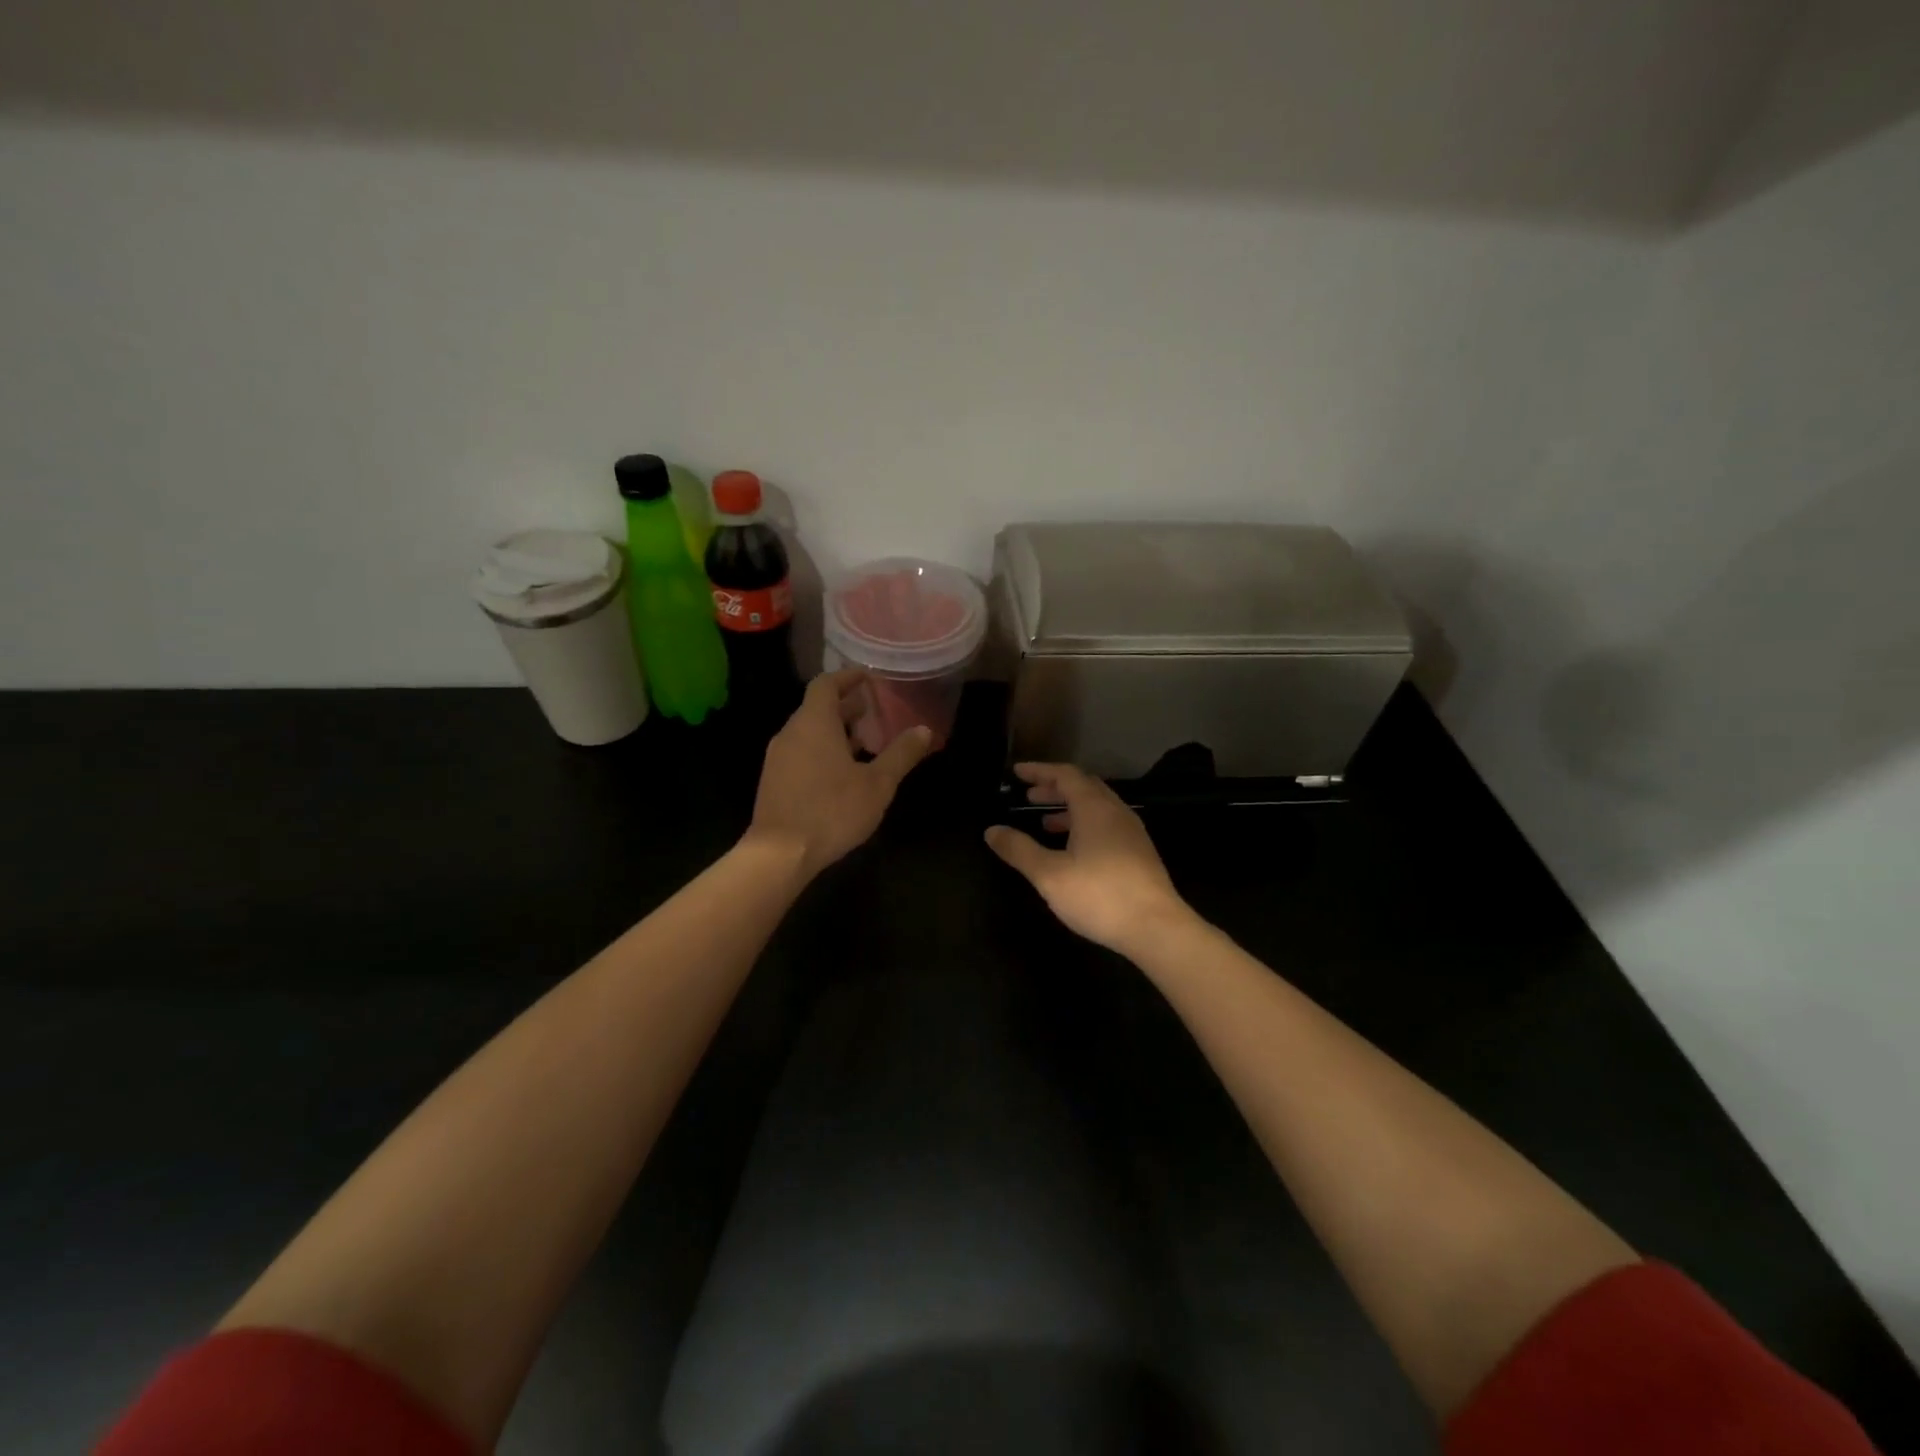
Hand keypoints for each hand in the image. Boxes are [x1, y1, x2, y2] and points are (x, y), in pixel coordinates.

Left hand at [745, 668, 934, 878]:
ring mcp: (778, 757)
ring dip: (834, 730)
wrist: (780, 853)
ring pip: (808, 731)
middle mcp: (791, 733)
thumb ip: (901, 754)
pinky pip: (800, 752)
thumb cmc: (832, 810)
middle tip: (872, 711)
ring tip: (862, 742)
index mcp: (814, 723)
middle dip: (845, 706)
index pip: (826, 684)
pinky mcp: (773, 780)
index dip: (847, 677)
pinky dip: (821, 749)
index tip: (868, 678)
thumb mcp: (878, 783)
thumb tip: (924, 730)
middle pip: (816, 707)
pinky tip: (841, 773)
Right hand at [984, 762, 1191, 953]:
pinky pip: (1107, 825)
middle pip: (1083, 787)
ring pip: (1097, 808)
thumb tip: (992, 830)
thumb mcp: (1050, 875)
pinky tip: (1073, 850)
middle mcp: (1116, 812)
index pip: (1066, 775)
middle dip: (1054, 788)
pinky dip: (1084, 826)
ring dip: (1069, 809)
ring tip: (1044, 824)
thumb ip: (1019, 850)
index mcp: (1095, 808)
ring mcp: (1132, 832)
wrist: (1156, 928)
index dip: (1040, 771)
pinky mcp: (1139, 853)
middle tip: (1028, 796)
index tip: (1017, 772)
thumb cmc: (1099, 895)